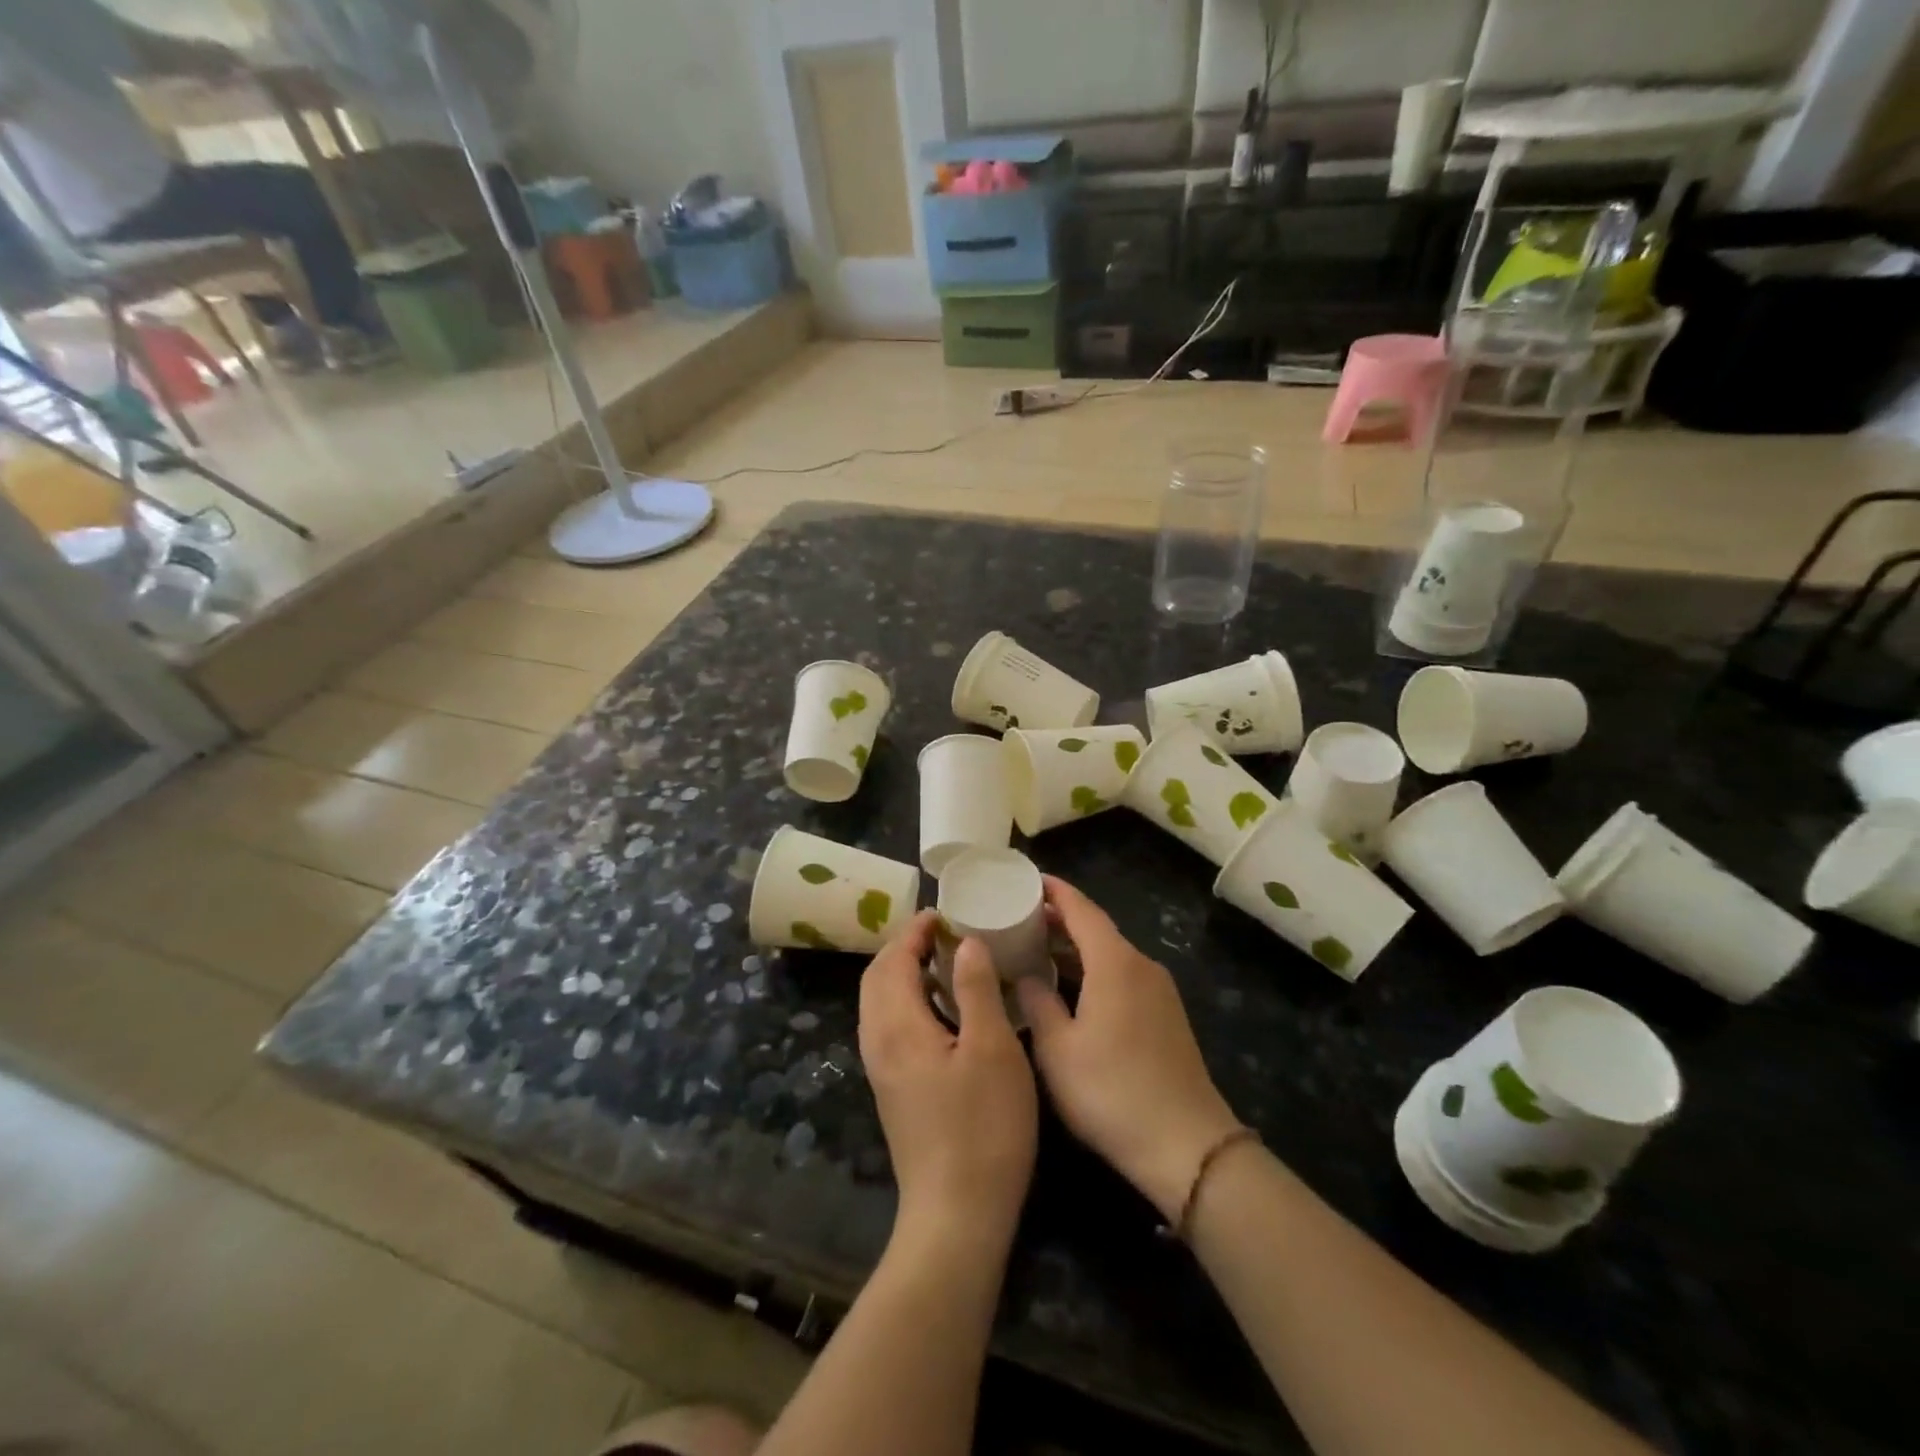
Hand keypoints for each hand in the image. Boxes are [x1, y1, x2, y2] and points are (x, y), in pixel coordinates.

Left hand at [859, 912, 1036, 1251]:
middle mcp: (878, 1043)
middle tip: (944, 933)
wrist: (957, 1217)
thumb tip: (966, 944)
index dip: (915, 931)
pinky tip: (943, 1011)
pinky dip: (908, 1001)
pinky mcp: (893, 1091)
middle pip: (877, 979)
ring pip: (880, 1004)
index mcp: (897, 1027)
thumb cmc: (982, 1128)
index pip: (892, 960)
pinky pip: (889, 1026)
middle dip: (904, 948)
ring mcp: (881, 1071)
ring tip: (946, 963)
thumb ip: (975, 989)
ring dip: (904, 974)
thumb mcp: (992, 1049)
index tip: (945, 913)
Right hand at [1017, 878, 1242, 1221]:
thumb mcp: (1057, 1049)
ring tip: (1038, 949)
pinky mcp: (1166, 1017)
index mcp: (1114, 962)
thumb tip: (1026, 976)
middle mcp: (1141, 966)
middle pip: (1097, 929)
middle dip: (1061, 919)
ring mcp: (1159, 991)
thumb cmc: (1111, 1091)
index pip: (1081, 909)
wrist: (1186, 1144)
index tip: (1028, 879)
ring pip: (1111, 954)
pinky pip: (1123, 976)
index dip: (1055, 891)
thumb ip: (1037, 1003)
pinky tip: (1072, 989)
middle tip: (1021, 917)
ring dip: (1076, 948)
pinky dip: (1094, 970)